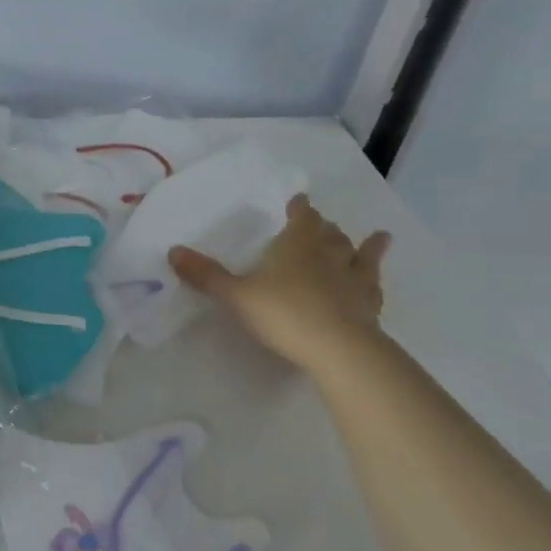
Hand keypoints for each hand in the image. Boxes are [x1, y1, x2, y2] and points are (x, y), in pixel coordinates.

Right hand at [168, 196, 389, 370]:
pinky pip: (374, 288)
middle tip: (323, 224)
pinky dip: (375, 281)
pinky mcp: (370, 307)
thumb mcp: (236, 295)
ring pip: (359, 257)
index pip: (301, 218)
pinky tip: (377, 285)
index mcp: (296, 246)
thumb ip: (206, 275)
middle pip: (330, 234)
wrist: (338, 349)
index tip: (299, 201)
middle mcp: (328, 256)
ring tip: (377, 237)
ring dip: (364, 247)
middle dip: (325, 228)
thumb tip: (173, 251)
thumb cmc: (284, 313)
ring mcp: (353, 281)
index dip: (300, 208)